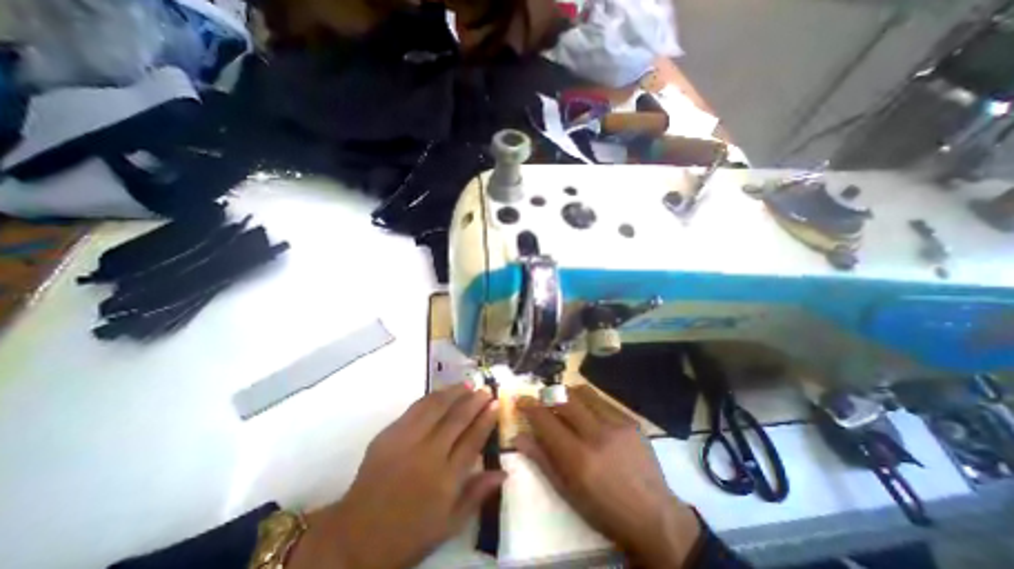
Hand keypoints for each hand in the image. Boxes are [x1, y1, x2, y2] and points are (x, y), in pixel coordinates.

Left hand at [288, 383, 502, 568]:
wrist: (355, 536)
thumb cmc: (408, 534)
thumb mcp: (448, 524)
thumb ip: (477, 494)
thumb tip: (504, 472)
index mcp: (446, 479)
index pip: (473, 439)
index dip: (486, 419)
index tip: (496, 404)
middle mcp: (429, 454)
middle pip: (457, 419)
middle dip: (475, 401)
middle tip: (486, 390)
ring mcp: (407, 441)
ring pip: (436, 407)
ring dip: (454, 393)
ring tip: (467, 384)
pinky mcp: (389, 434)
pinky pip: (415, 408)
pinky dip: (432, 397)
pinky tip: (441, 392)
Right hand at [517, 385, 703, 566]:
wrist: (654, 516)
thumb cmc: (604, 510)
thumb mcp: (567, 492)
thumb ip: (542, 460)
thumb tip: (519, 437)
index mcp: (577, 458)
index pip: (545, 420)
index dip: (529, 406)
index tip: (521, 399)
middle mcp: (596, 434)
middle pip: (563, 398)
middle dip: (547, 395)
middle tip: (542, 400)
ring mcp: (616, 424)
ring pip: (582, 392)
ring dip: (567, 393)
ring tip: (563, 402)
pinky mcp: (630, 420)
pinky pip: (602, 399)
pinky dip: (587, 400)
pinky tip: (587, 410)